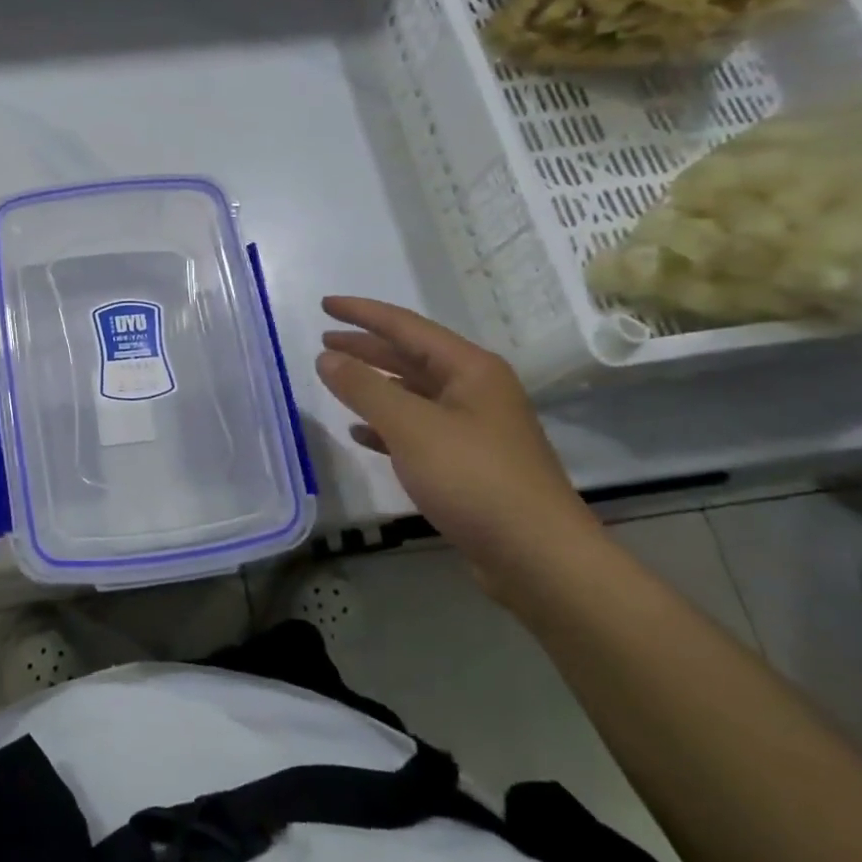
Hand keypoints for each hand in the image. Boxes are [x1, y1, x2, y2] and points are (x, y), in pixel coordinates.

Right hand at [314, 297, 599, 597]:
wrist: (536, 556)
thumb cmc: (474, 479)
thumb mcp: (411, 427)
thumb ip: (364, 388)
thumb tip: (327, 357)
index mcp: (470, 369)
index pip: (406, 327)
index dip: (363, 313)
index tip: (324, 305)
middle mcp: (475, 390)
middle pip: (410, 357)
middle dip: (366, 348)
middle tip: (324, 341)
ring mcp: (474, 428)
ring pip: (413, 394)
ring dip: (374, 386)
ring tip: (335, 380)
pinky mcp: (467, 463)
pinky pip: (417, 430)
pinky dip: (386, 426)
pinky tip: (360, 433)